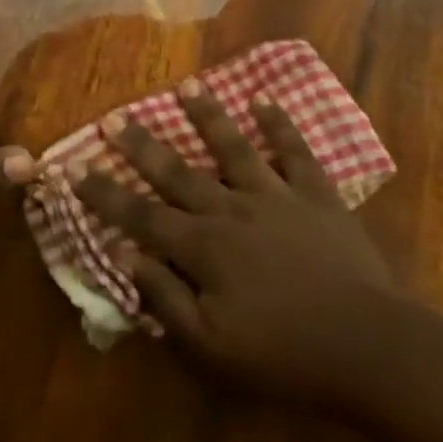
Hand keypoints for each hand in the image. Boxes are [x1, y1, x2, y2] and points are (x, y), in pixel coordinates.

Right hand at [74, 86, 394, 406]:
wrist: (368, 348)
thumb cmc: (284, 356)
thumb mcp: (213, 349)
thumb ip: (166, 300)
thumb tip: (125, 255)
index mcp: (203, 247)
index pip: (140, 216)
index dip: (104, 193)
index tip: (74, 168)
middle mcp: (231, 209)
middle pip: (177, 172)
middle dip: (141, 145)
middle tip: (114, 116)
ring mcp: (275, 196)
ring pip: (232, 147)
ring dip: (208, 116)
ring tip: (187, 85)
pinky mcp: (316, 195)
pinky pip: (294, 152)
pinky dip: (279, 125)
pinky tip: (264, 99)